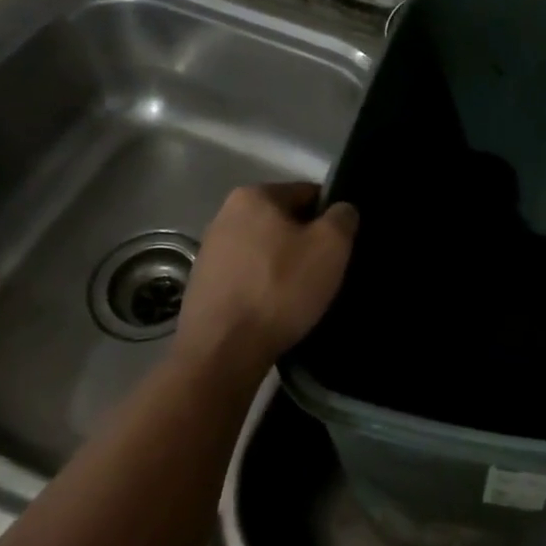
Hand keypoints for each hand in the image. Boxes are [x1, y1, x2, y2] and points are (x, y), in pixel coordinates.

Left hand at [175, 183, 357, 379]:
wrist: (222, 352)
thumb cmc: (280, 289)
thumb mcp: (330, 247)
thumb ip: (342, 218)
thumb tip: (341, 210)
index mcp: (254, 196)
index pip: (307, 193)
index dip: (331, 217)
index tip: (342, 246)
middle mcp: (225, 214)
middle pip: (283, 221)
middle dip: (306, 241)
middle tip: (326, 272)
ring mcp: (210, 250)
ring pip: (265, 250)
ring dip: (284, 265)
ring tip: (302, 295)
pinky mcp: (203, 284)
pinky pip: (247, 276)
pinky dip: (264, 287)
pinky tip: (276, 310)